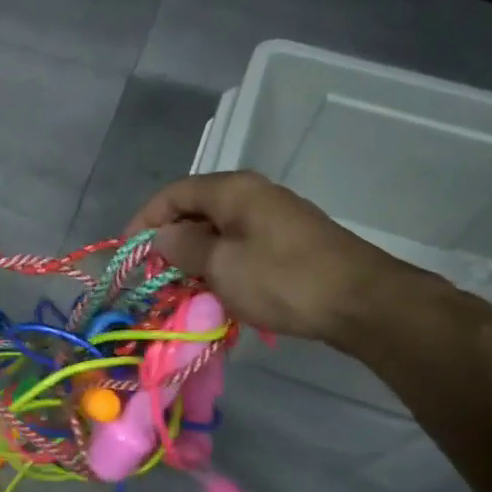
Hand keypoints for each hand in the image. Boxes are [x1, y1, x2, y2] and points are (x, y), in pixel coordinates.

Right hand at [127, 172, 419, 345]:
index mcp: (233, 189)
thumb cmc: (283, 280)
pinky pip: (240, 245)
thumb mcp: (222, 266)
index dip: (144, 221)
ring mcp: (274, 217)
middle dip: (169, 241)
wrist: (363, 302)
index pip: (173, 193)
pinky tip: (217, 290)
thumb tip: (163, 235)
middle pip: (195, 209)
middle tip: (153, 276)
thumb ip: (184, 247)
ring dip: (195, 256)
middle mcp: (253, 194)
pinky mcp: (289, 242)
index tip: (129, 254)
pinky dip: (220, 264)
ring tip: (180, 288)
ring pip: (218, 230)